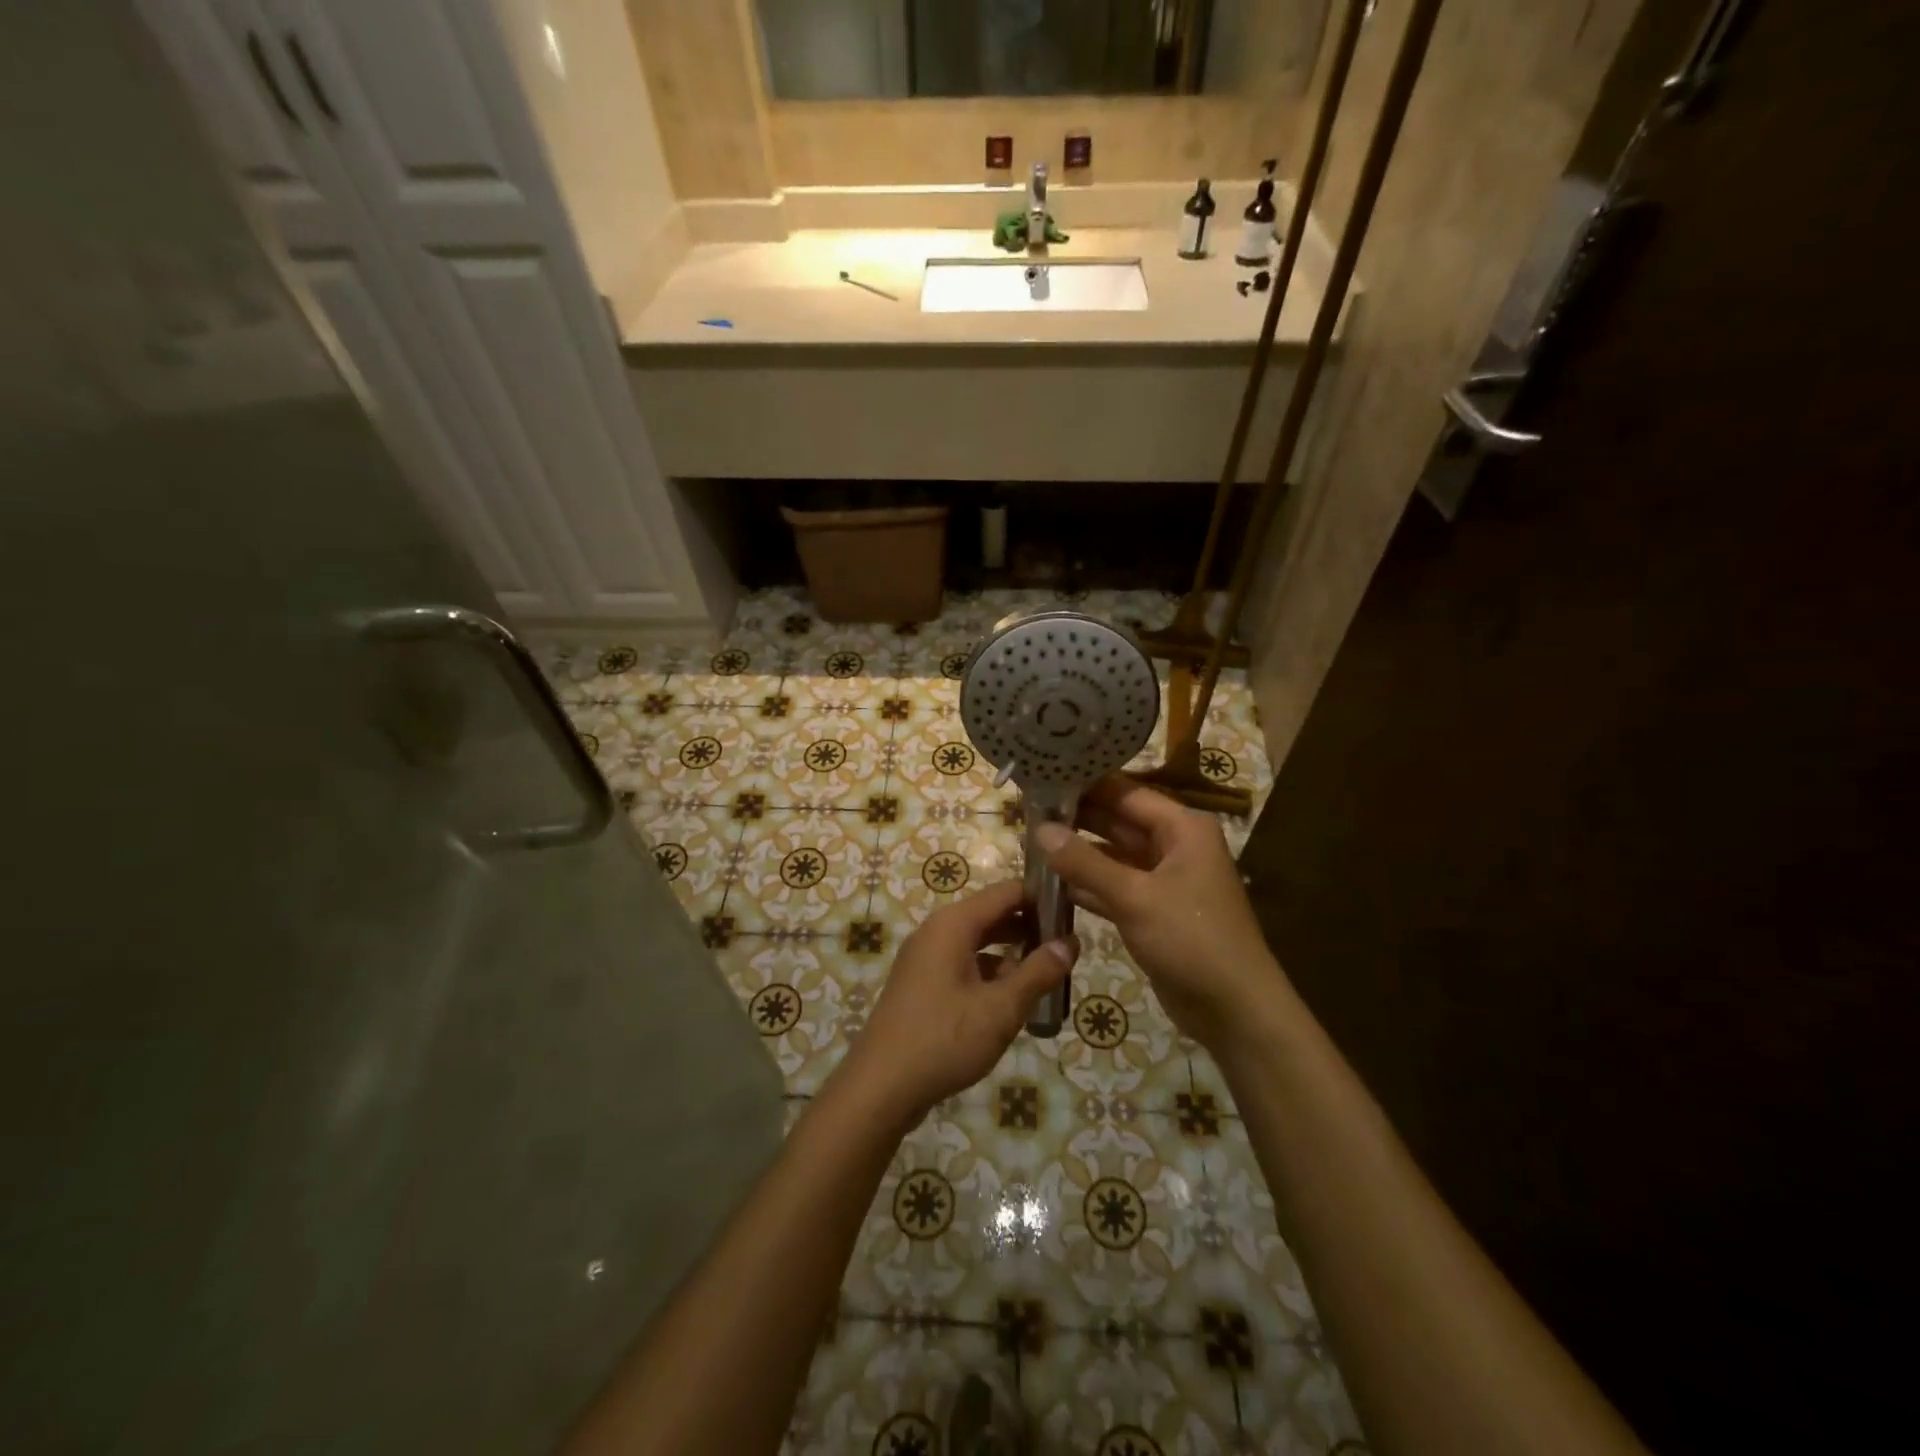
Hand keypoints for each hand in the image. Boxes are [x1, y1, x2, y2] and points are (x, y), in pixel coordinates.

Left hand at [839, 880, 1076, 1119]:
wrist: (880, 1087)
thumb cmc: (944, 1039)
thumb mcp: (1001, 1009)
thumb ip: (1038, 973)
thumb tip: (1071, 943)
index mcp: (953, 925)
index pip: (1006, 892)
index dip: (1042, 897)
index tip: (1074, 912)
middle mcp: (937, 931)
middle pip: (992, 914)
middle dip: (1030, 926)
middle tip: (1069, 944)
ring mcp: (925, 958)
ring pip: (978, 942)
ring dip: (1012, 952)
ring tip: (1050, 971)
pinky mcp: (922, 984)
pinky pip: (964, 964)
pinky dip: (991, 973)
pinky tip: (1014, 998)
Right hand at [1035, 776, 1284, 1049]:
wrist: (1234, 1010)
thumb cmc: (1191, 940)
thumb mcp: (1135, 897)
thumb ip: (1085, 862)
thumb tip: (1040, 829)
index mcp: (1182, 828)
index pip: (1126, 793)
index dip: (1085, 785)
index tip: (1042, 778)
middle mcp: (1174, 846)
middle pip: (1118, 821)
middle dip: (1076, 819)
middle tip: (1027, 811)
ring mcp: (1163, 880)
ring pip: (1113, 856)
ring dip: (1077, 853)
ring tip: (1029, 841)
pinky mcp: (1153, 911)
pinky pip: (1114, 887)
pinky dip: (1087, 885)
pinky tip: (1049, 882)